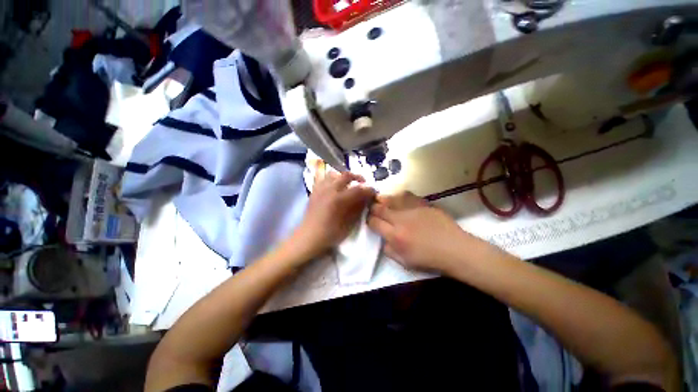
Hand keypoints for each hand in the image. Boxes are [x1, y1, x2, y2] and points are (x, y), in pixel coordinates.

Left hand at [293, 171, 375, 258]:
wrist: (308, 237)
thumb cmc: (330, 234)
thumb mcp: (349, 224)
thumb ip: (358, 209)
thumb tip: (366, 199)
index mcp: (338, 199)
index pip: (358, 189)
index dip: (368, 189)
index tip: (374, 192)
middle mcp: (329, 190)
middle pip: (346, 175)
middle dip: (357, 177)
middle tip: (363, 184)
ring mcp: (320, 189)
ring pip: (333, 174)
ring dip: (343, 176)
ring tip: (348, 183)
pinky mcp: (314, 191)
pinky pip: (322, 178)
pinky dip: (331, 179)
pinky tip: (334, 186)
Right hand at [368, 191, 481, 272]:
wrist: (454, 249)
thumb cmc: (429, 259)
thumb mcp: (404, 262)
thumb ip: (388, 250)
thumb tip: (382, 238)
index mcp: (395, 235)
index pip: (374, 222)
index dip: (369, 220)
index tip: (371, 220)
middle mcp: (400, 219)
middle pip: (379, 208)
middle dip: (373, 207)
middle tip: (373, 208)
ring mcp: (412, 209)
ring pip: (391, 198)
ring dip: (383, 199)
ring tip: (381, 199)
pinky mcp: (423, 204)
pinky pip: (407, 195)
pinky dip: (399, 196)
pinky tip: (398, 198)